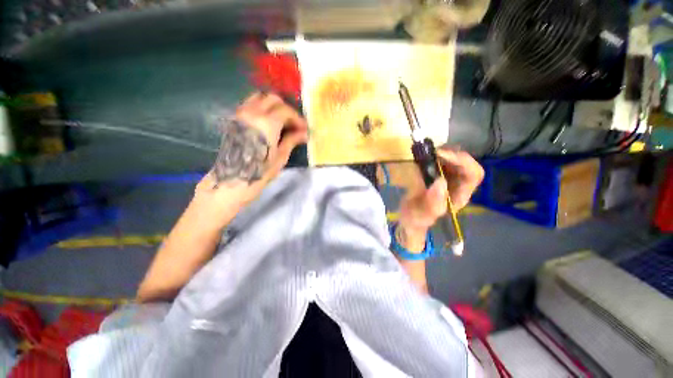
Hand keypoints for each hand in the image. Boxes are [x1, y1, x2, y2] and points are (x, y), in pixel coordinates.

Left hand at [194, 93, 307, 216]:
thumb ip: (291, 140)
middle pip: (272, 99)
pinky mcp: (234, 120)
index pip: (285, 110)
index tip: (304, 129)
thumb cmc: (259, 172)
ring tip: (281, 122)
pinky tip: (268, 123)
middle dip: (285, 109)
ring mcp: (240, 114)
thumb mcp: (280, 157)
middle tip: (293, 124)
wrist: (231, 180)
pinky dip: (262, 108)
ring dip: (273, 106)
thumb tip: (304, 134)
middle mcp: (252, 113)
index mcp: (267, 123)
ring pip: (258, 98)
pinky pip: (249, 105)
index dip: (297, 118)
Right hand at [397, 148, 483, 249]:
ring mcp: (449, 178)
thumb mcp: (421, 215)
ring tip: (426, 153)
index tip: (441, 155)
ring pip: (455, 159)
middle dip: (452, 154)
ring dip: (443, 152)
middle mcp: (458, 185)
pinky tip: (423, 157)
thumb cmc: (415, 219)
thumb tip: (441, 181)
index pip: (473, 174)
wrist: (408, 218)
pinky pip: (442, 160)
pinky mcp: (438, 174)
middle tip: (431, 152)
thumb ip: (431, 203)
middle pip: (466, 163)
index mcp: (459, 196)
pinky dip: (434, 155)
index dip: (462, 161)